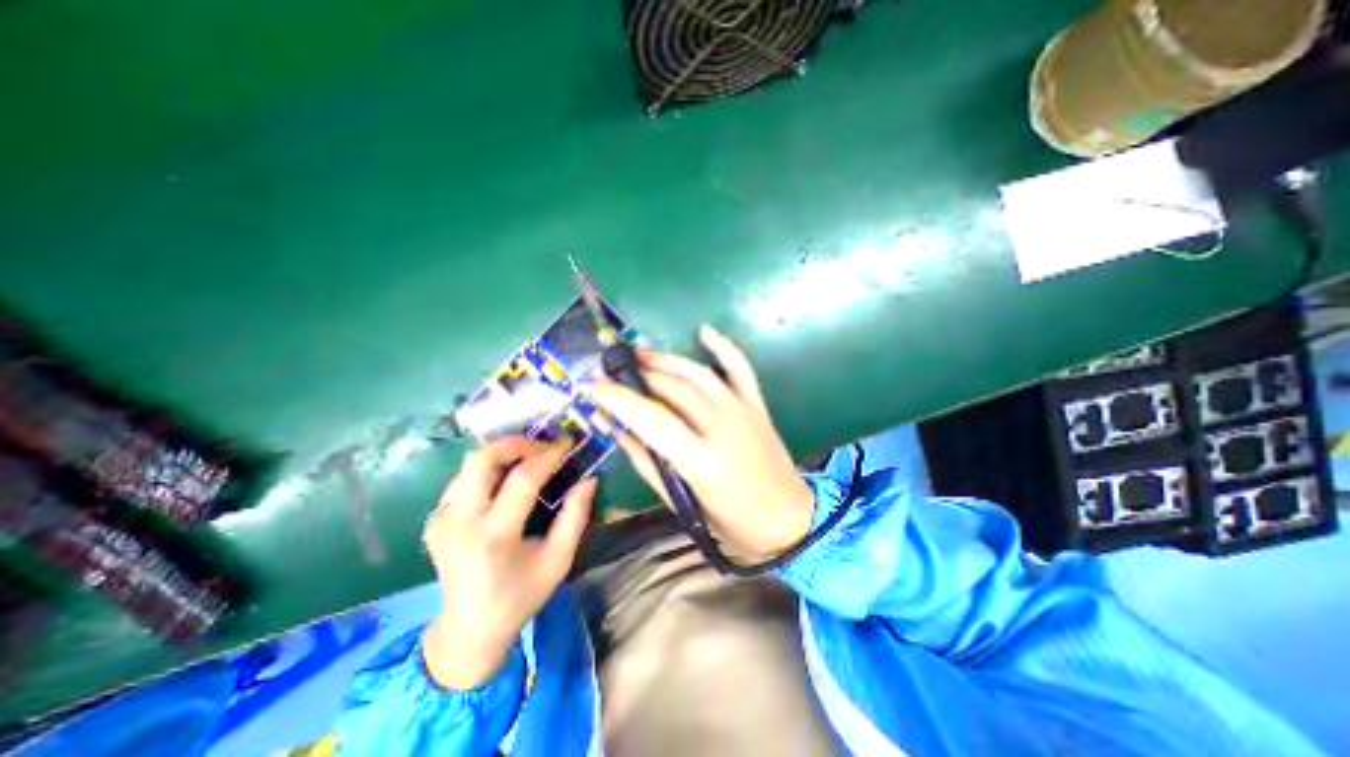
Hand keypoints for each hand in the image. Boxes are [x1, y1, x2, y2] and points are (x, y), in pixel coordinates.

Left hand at [421, 438, 590, 692]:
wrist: (468, 629)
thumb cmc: (520, 595)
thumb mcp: (559, 560)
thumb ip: (575, 516)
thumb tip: (588, 478)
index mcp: (495, 537)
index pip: (522, 479)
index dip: (548, 455)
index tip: (567, 443)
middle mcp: (460, 523)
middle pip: (481, 459)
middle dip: (515, 442)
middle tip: (541, 446)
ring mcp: (441, 520)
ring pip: (470, 463)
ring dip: (502, 453)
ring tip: (529, 458)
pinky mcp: (435, 519)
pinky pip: (464, 478)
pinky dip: (489, 469)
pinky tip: (507, 479)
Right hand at [592, 324, 811, 561]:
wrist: (790, 519)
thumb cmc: (732, 522)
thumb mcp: (682, 503)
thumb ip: (648, 462)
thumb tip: (618, 429)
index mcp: (701, 460)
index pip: (650, 418)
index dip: (618, 398)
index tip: (593, 387)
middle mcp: (722, 427)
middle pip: (672, 388)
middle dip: (637, 376)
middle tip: (612, 372)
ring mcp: (742, 411)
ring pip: (698, 373)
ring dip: (666, 359)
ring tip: (640, 354)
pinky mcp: (757, 404)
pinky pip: (739, 367)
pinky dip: (722, 346)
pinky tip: (703, 330)